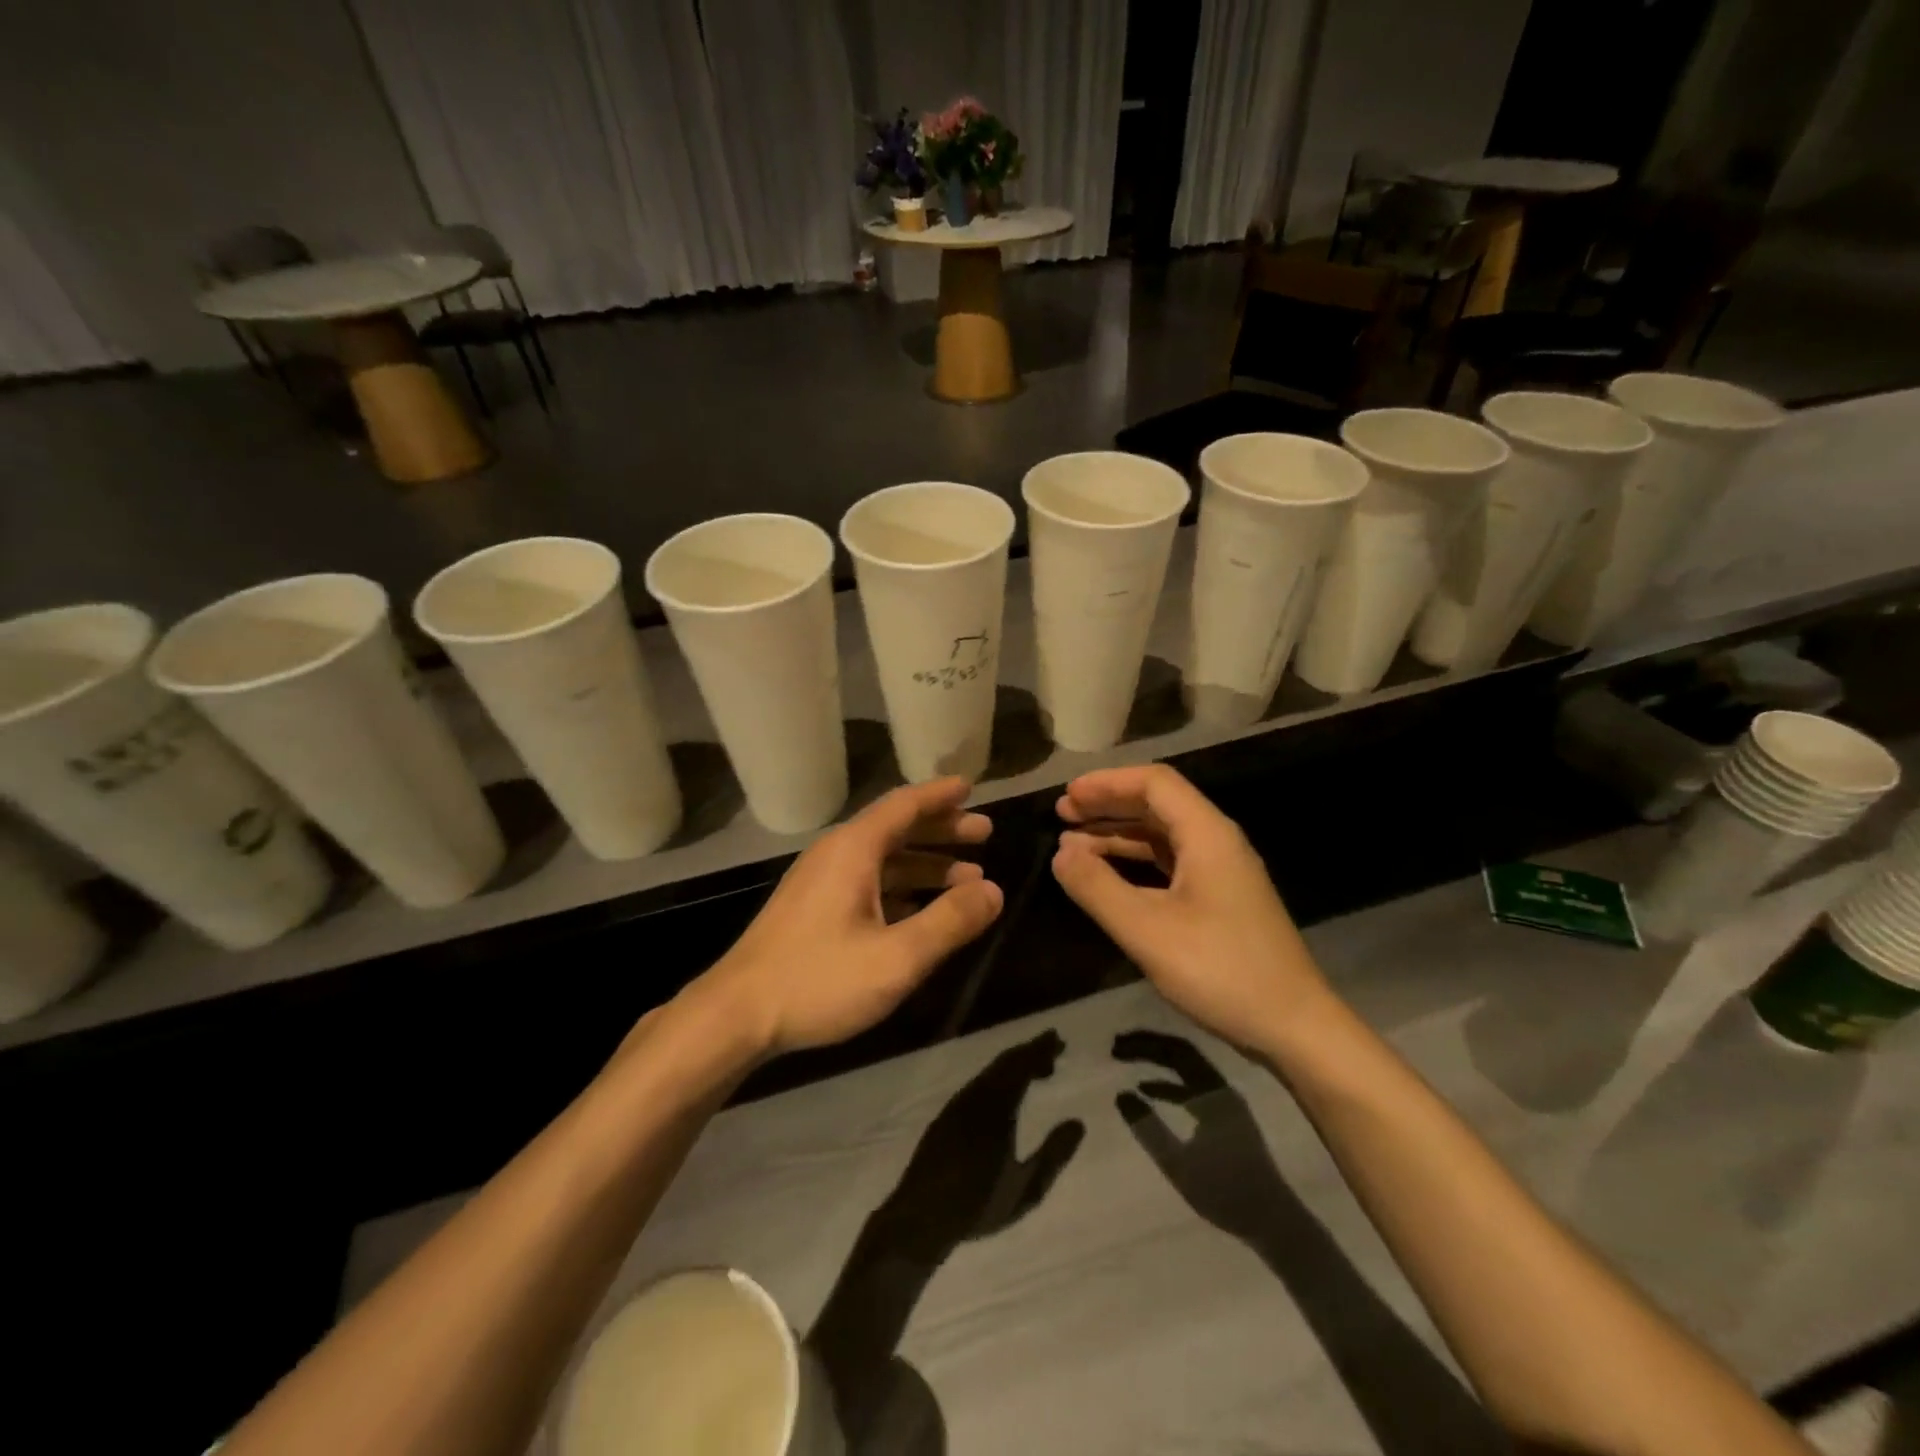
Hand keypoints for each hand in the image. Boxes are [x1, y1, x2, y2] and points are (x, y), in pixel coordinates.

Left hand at [694, 778, 1002, 1057]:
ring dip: (925, 864)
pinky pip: (868, 884)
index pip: (904, 805)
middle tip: (983, 835)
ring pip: (883, 860)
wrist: (735, 1016)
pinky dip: (902, 888)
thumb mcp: (897, 956)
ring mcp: (821, 884)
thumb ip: (950, 922)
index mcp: (854, 850)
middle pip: (896, 829)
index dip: (940, 795)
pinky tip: (922, 911)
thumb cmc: (819, 979)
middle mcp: (836, 856)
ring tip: (967, 879)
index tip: (971, 787)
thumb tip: (994, 891)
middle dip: (941, 830)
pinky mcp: (813, 911)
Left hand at [868, 1031, 1084, 1261]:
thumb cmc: (978, 1205)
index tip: (1059, 1041)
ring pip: (990, 1072)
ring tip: (1035, 1071)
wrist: (920, 1216)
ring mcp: (957, 1104)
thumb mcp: (1026, 1189)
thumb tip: (1078, 1123)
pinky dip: (997, 1078)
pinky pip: (978, 1084)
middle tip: (1053, 1049)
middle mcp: (975, 1096)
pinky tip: (1004, 1095)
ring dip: (1013, 1065)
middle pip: (1005, 1063)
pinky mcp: (946, 1115)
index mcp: (997, 1107)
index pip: (1021, 1065)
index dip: (1041, 1050)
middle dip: (1029, 1052)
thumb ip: (1054, 1155)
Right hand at [1050, 764, 1328, 1050]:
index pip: (1154, 783)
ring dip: (1118, 834)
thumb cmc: (1221, 972)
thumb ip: (1097, 888)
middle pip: (1157, 804)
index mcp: (1207, 835)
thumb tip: (1060, 854)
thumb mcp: (1147, 931)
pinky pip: (1170, 863)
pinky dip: (1135, 861)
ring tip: (1072, 845)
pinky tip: (1109, 876)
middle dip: (1108, 804)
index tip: (1068, 796)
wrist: (1295, 1028)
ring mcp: (1221, 871)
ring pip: (1162, 835)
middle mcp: (1217, 842)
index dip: (1107, 783)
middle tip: (1063, 814)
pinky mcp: (1221, 898)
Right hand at [1113, 1030, 1287, 1246]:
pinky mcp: (1226, 1114)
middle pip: (1181, 1052)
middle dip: (1148, 1046)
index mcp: (1213, 1093)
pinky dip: (1169, 1081)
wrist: (1273, 1221)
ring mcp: (1225, 1100)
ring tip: (1127, 1060)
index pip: (1174, 1052)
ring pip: (1186, 1067)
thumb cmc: (1225, 1192)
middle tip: (1117, 1047)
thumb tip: (1121, 1094)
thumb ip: (1148, 1128)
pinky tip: (1148, 1090)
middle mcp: (1221, 1087)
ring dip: (1157, 1061)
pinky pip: (1192, 1084)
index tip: (1116, 1046)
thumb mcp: (1179, 1164)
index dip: (1144, 1045)